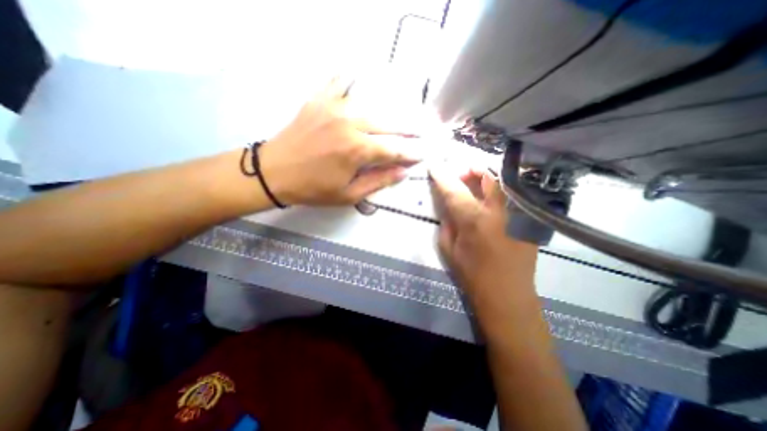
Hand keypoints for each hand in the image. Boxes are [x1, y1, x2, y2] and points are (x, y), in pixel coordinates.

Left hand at [261, 76, 421, 205]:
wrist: (274, 172)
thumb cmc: (313, 189)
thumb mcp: (348, 194)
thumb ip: (379, 181)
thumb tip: (403, 171)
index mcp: (357, 150)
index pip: (394, 149)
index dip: (410, 152)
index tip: (422, 154)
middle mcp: (350, 123)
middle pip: (388, 124)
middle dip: (407, 130)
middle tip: (421, 132)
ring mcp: (333, 107)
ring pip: (371, 105)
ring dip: (388, 112)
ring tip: (400, 117)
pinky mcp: (319, 100)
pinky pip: (340, 82)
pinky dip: (351, 80)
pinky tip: (359, 78)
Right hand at [431, 167, 537, 321]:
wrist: (508, 296)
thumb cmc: (472, 275)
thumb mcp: (449, 248)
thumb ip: (447, 221)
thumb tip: (448, 203)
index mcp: (475, 220)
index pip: (454, 189)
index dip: (442, 175)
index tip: (434, 165)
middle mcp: (499, 211)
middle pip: (486, 175)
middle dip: (469, 169)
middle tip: (459, 176)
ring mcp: (518, 213)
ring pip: (502, 181)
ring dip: (484, 177)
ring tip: (473, 184)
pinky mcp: (528, 219)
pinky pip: (510, 194)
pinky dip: (496, 190)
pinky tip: (488, 199)